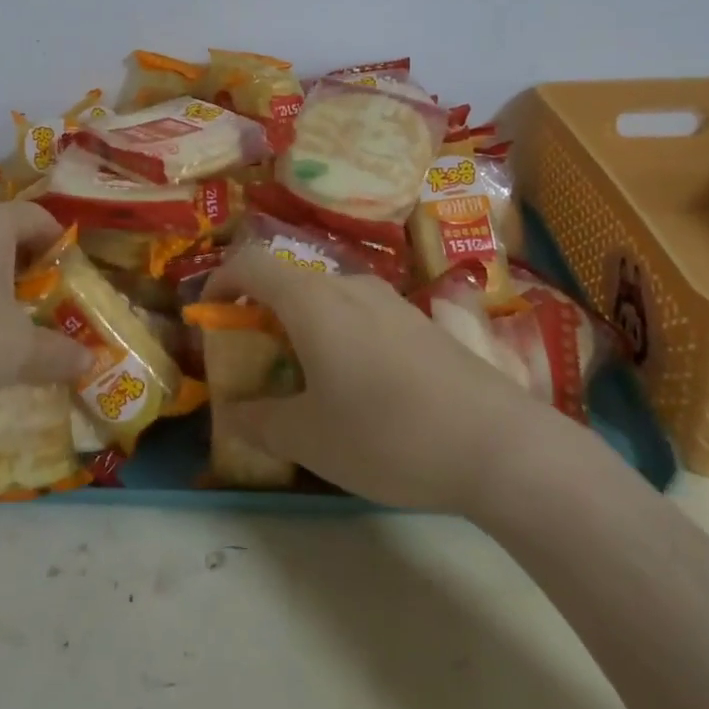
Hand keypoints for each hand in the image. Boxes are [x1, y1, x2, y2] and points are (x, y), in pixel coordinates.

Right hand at [207, 246, 551, 512]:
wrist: (500, 445)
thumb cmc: (386, 434)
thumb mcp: (309, 438)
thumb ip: (260, 421)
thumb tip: (234, 413)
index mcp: (312, 301)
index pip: (250, 263)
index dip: (219, 280)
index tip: (208, 314)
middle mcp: (351, 287)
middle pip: (290, 284)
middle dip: (262, 317)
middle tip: (257, 364)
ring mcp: (393, 302)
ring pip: (330, 303)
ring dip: (304, 330)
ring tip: (308, 383)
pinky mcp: (425, 324)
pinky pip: (364, 319)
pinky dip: (342, 339)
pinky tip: (363, 391)